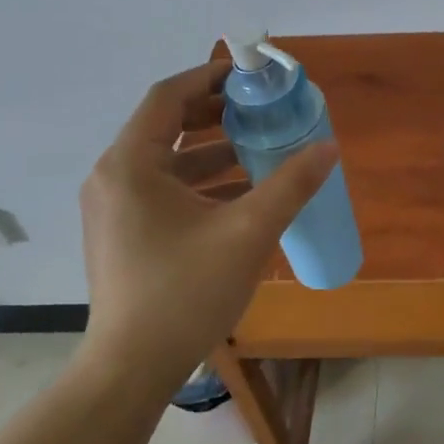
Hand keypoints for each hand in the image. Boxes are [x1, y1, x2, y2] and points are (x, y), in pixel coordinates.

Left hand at [79, 59, 335, 383]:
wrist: (132, 369)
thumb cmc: (185, 292)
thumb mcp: (248, 233)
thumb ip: (291, 185)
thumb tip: (329, 146)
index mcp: (131, 165)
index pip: (169, 97)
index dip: (210, 77)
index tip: (250, 74)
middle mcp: (114, 178)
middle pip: (166, 126)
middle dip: (217, 115)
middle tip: (262, 110)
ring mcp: (115, 209)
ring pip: (168, 162)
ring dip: (213, 152)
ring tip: (262, 149)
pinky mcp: (124, 235)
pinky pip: (165, 191)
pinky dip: (202, 184)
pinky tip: (243, 196)